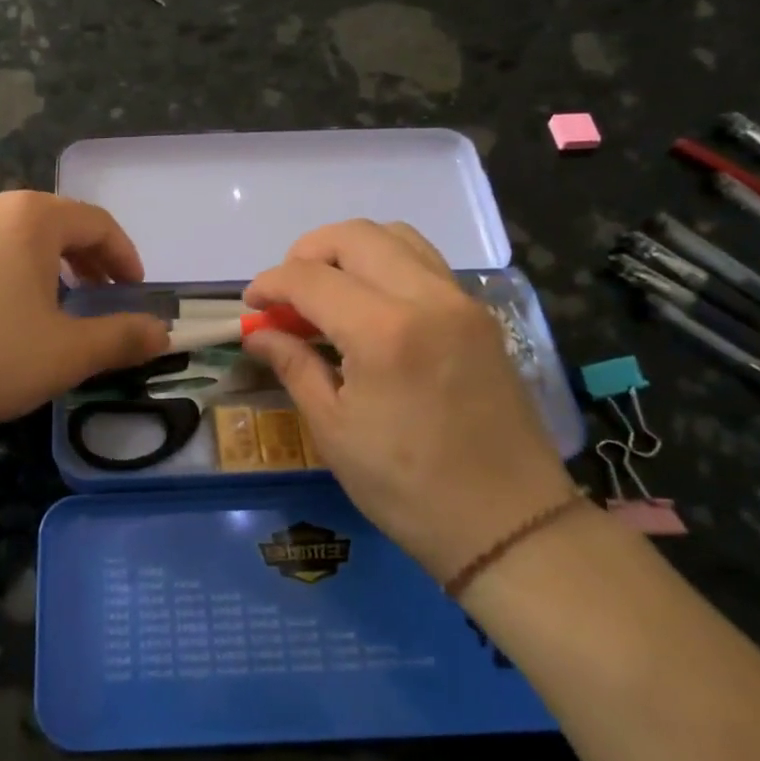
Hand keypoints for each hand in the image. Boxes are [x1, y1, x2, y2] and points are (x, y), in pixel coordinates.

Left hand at [0, 192, 167, 438]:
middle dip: (86, 261)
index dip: (124, 257)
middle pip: (54, 224)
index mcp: (29, 217)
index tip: (134, 292)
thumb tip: (162, 332)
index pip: (96, 222)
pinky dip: (5, 276)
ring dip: (45, 269)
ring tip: (51, 311)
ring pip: (13, 240)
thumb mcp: (65, 353)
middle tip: (100, 300)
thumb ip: (121, 338)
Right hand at [242, 221, 573, 579]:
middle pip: (354, 236)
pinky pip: (425, 262)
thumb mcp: (334, 430)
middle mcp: (426, 298)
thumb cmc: (407, 488)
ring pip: (396, 236)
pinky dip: (386, 263)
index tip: (251, 306)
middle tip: (287, 294)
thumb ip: (294, 366)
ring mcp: (460, 302)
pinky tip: (370, 306)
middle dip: (307, 253)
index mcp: (383, 331)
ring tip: (327, 292)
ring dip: (350, 251)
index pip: (310, 277)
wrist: (508, 524)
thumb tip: (257, 333)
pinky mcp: (480, 315)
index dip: (270, 284)